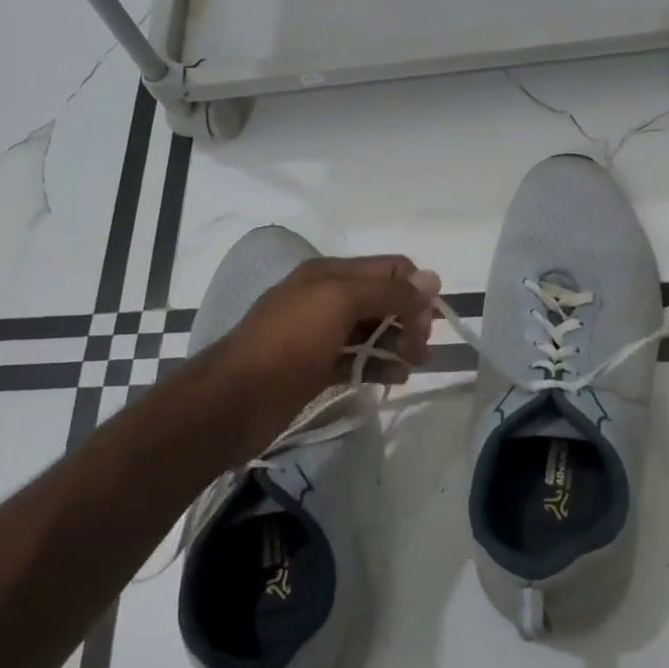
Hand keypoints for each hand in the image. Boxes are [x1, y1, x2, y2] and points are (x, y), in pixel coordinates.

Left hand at [212, 255, 440, 434]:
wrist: (235, 399)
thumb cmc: (289, 342)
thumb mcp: (340, 302)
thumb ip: (388, 291)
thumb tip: (433, 279)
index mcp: (330, 274)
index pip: (389, 268)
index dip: (415, 289)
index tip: (428, 320)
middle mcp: (327, 298)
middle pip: (384, 299)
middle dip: (410, 318)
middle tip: (421, 347)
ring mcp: (321, 335)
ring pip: (373, 331)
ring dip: (399, 343)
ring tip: (415, 364)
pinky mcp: (317, 368)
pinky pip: (358, 360)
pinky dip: (380, 366)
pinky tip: (396, 378)